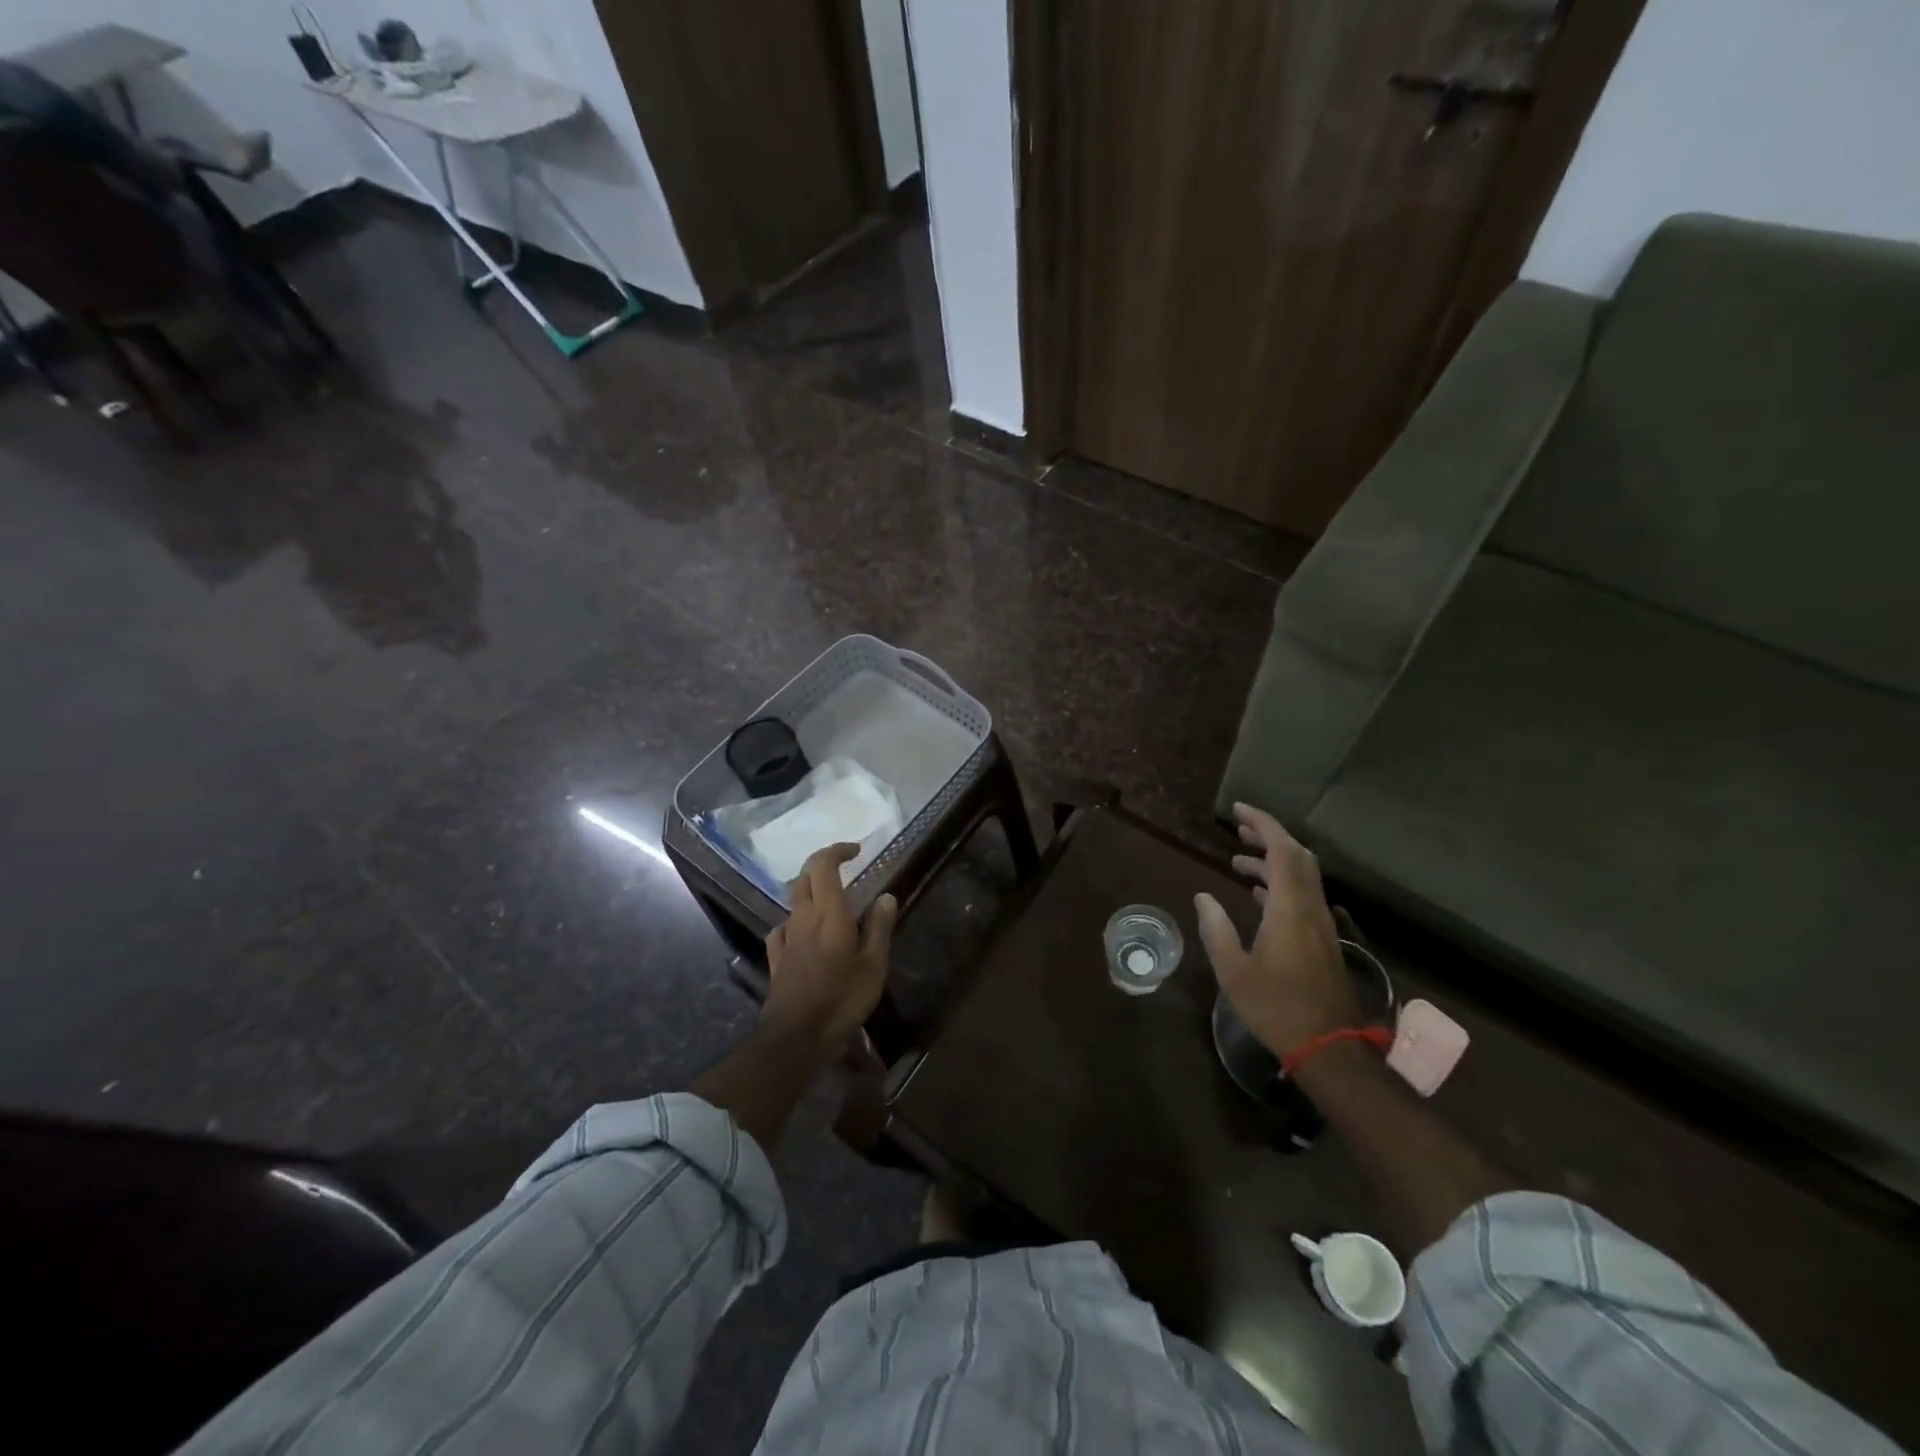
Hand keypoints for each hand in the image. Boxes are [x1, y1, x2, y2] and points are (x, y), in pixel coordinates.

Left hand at [762, 844, 896, 1048]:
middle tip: (844, 868)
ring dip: (810, 891)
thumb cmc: (841, 1000)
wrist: (795, 1038)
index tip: (856, 850)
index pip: (824, 866)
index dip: (837, 851)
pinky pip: (783, 928)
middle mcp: (803, 918)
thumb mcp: (873, 966)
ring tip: (830, 901)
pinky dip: (795, 921)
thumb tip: (886, 897)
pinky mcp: (776, 959)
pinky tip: (802, 933)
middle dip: (822, 865)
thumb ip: (879, 928)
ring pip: (793, 901)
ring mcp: (786, 938)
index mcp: (828, 914)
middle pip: (804, 877)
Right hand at [1194, 803, 1360, 1056]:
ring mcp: (1321, 924)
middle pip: (1297, 856)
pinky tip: (1258, 895)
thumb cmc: (1277, 1008)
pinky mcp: (1323, 940)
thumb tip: (1203, 897)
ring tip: (1238, 862)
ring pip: (1302, 876)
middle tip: (1238, 829)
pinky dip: (1281, 883)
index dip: (1262, 823)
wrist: (1330, 1047)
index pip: (1281, 850)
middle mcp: (1310, 908)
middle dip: (1269, 836)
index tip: (1238, 810)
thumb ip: (1217, 929)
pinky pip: (1303, 895)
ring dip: (1273, 861)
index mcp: (1289, 908)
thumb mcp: (1234, 971)